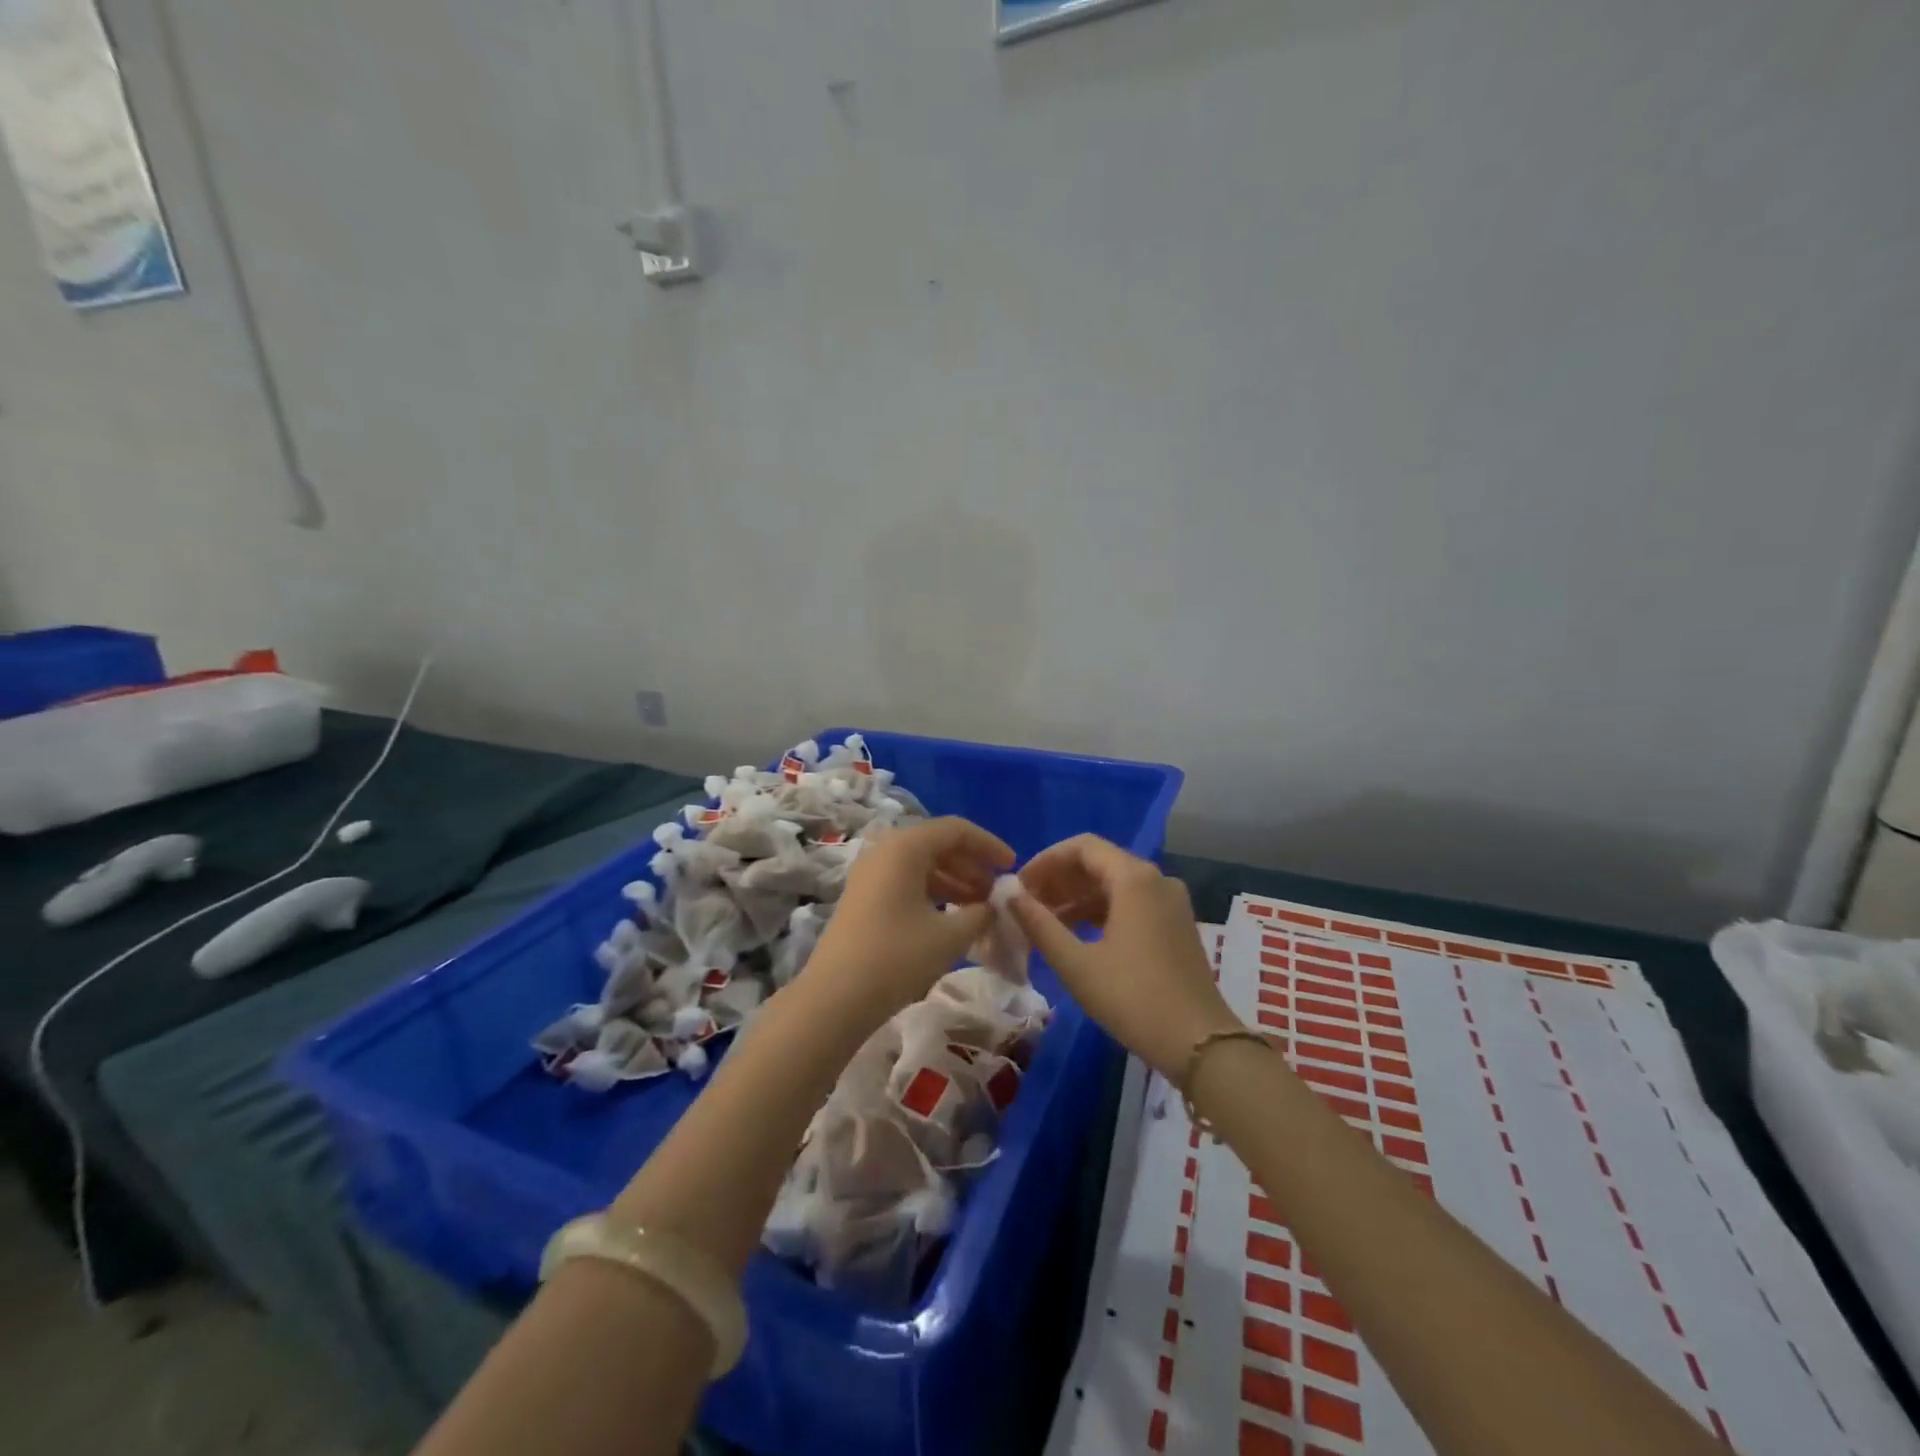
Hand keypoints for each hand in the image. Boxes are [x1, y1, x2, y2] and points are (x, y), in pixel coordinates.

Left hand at [802, 817, 1014, 1028]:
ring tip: (978, 908)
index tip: (1012, 867)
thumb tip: (992, 906)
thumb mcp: (950, 936)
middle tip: (995, 893)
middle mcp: (885, 850)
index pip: (956, 830)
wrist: (835, 998)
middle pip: (937, 844)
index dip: (988, 845)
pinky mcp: (863, 897)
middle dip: (971, 865)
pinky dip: (932, 893)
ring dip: (953, 881)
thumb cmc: (897, 957)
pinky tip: (950, 918)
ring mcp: (869, 873)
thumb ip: (980, 913)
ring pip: (921, 865)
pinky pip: (905, 881)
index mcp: (905, 846)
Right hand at [1010, 835, 1238, 1077]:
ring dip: (1077, 898)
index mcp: (1134, 879)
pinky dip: (1100, 912)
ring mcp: (1170, 902)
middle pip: (1099, 862)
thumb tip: (1010, 895)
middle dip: (1060, 880)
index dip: (1046, 860)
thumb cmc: (1133, 999)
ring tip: (1043, 923)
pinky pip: (1131, 902)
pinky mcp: (1175, 924)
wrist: (1200, 1044)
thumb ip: (1040, 924)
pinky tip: (1075, 935)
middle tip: (1026, 905)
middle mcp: (1156, 879)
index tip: (1019, 886)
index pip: (1082, 847)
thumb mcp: (1077, 964)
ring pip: (1114, 884)